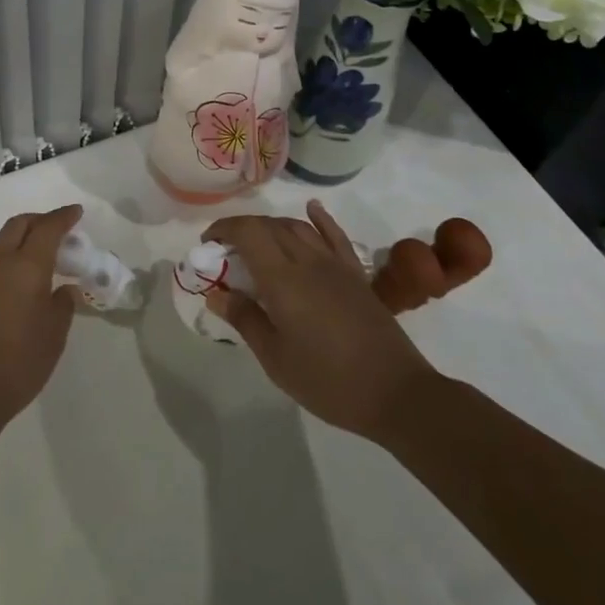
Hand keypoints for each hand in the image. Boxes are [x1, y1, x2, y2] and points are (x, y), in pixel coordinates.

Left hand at [0, 204, 82, 428]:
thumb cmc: (17, 364)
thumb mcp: (54, 337)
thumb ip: (62, 305)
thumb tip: (64, 288)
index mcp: (26, 266)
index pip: (48, 228)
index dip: (63, 217)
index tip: (75, 212)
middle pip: (17, 225)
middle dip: (37, 222)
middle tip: (53, 231)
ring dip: (13, 246)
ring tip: (27, 266)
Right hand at [203, 200, 435, 438]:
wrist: (396, 394)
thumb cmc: (327, 381)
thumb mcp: (275, 358)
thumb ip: (244, 319)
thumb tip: (215, 294)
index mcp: (282, 280)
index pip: (248, 233)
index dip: (223, 230)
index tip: (208, 245)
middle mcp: (307, 262)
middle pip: (270, 227)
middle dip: (242, 230)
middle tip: (226, 251)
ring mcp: (335, 266)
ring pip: (298, 228)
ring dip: (272, 226)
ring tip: (257, 242)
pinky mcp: (356, 275)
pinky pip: (335, 236)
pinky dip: (320, 218)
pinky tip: (311, 210)